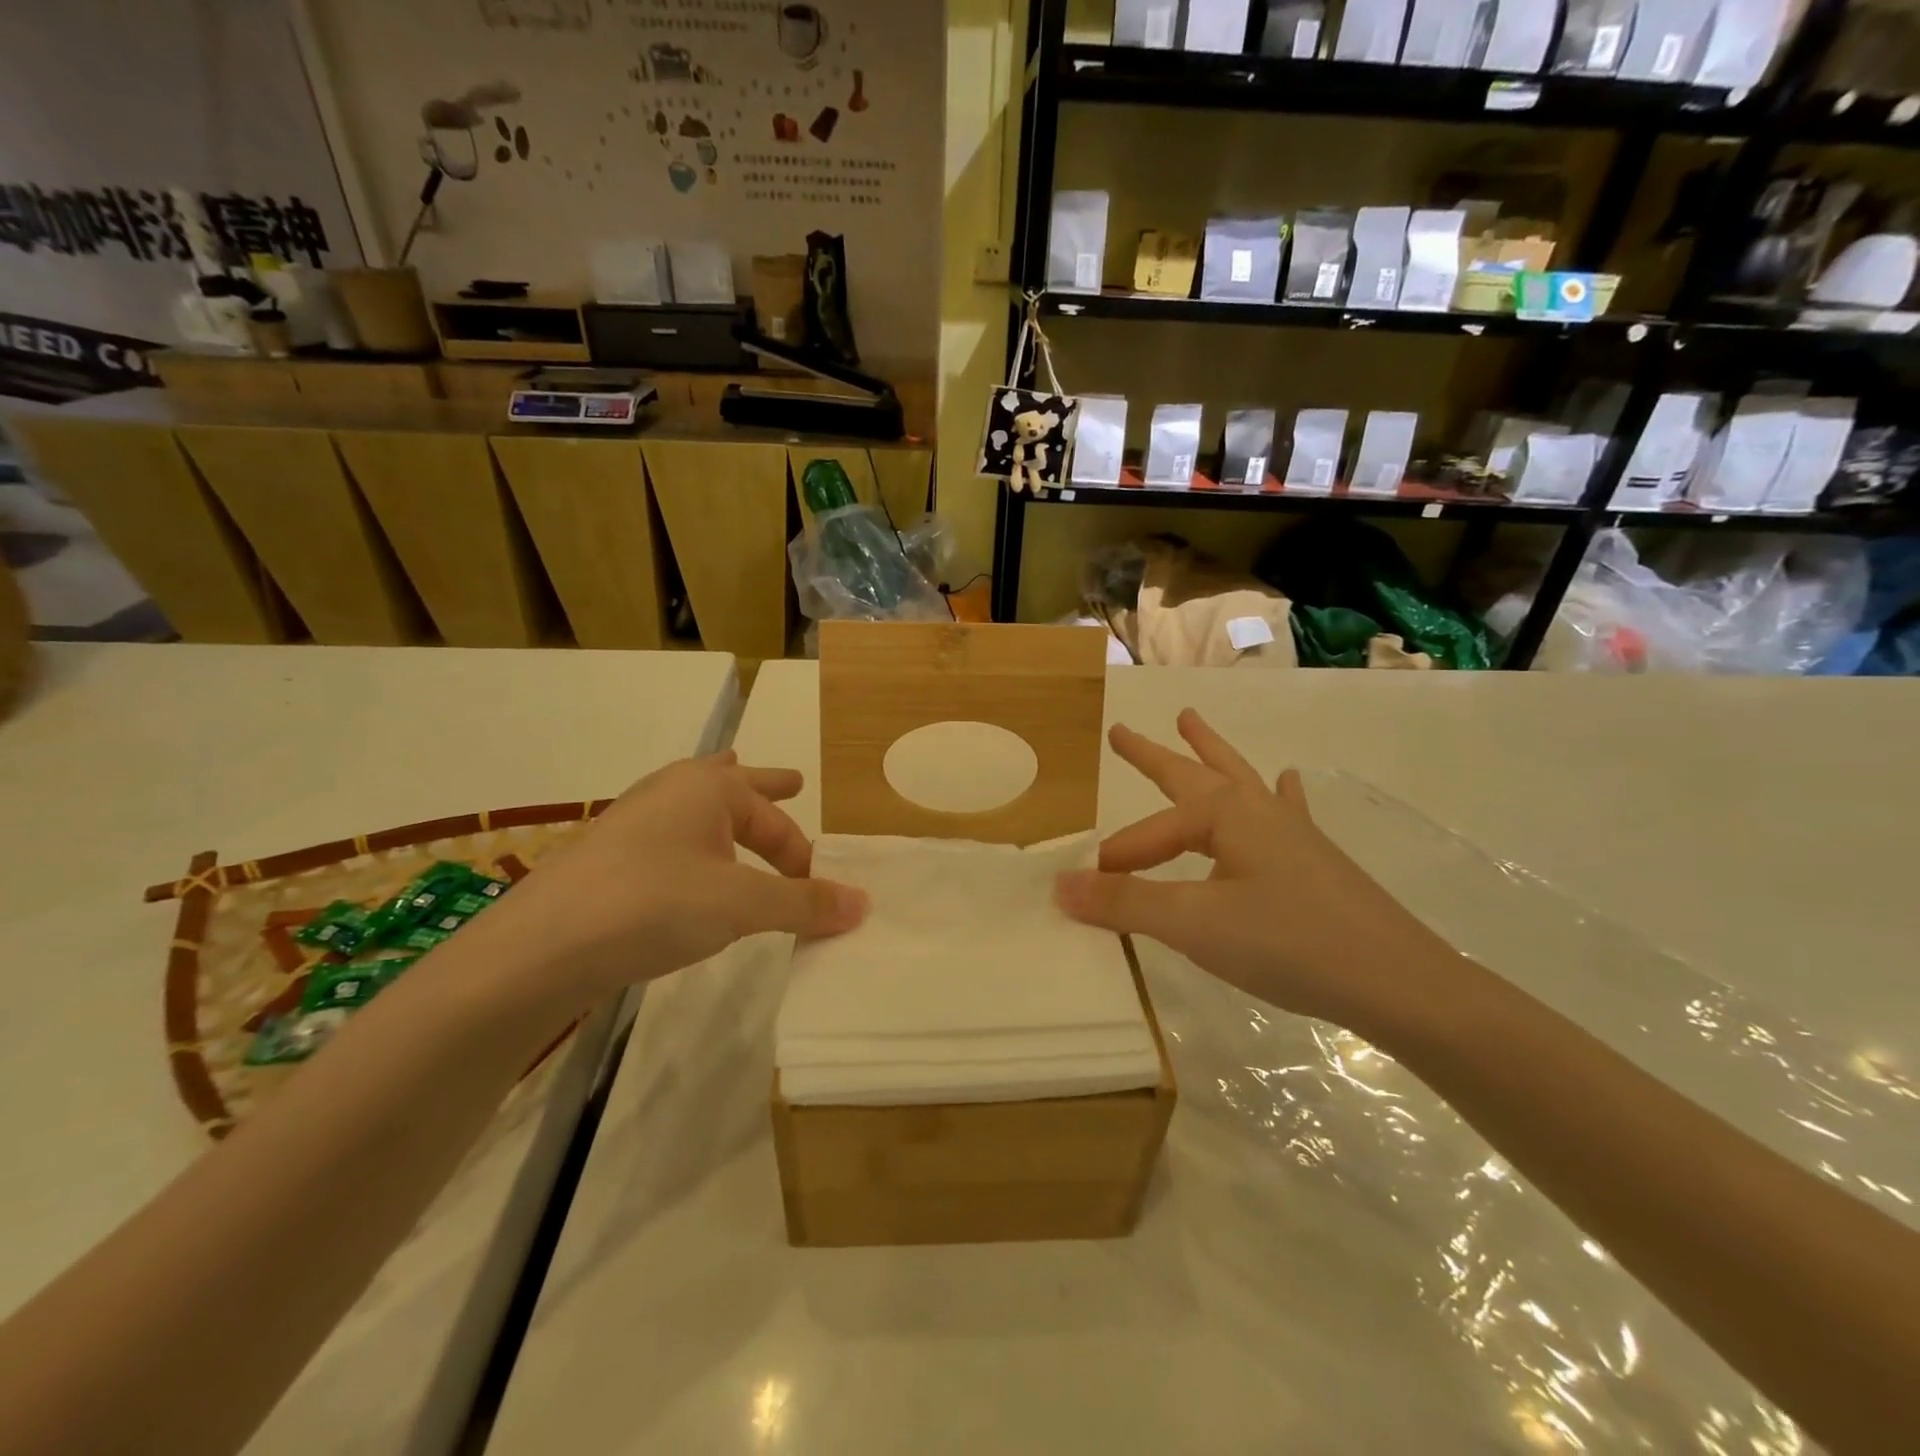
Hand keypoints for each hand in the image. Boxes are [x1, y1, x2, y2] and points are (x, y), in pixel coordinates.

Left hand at [469, 752, 866, 1004]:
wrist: (539, 948)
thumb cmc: (653, 905)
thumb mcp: (741, 905)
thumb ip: (803, 903)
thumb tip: (864, 904)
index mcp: (708, 788)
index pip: (776, 823)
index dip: (802, 858)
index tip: (818, 895)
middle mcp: (671, 792)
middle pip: (733, 783)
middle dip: (766, 786)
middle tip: (794, 781)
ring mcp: (634, 820)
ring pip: (695, 805)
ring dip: (724, 808)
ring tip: (735, 793)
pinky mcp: (609, 855)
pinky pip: (670, 834)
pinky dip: (692, 836)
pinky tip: (686, 857)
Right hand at [1055, 710, 1454, 1040]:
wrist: (1397, 983)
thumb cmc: (1288, 943)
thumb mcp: (1194, 924)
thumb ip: (1125, 903)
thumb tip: (1061, 885)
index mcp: (1226, 814)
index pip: (1151, 833)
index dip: (1118, 861)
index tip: (1090, 892)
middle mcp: (1257, 810)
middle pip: (1193, 772)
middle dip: (1154, 755)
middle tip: (1123, 731)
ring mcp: (1291, 831)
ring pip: (1238, 779)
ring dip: (1210, 752)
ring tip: (1191, 721)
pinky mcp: (1316, 859)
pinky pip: (1287, 811)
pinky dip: (1279, 793)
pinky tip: (1289, 781)